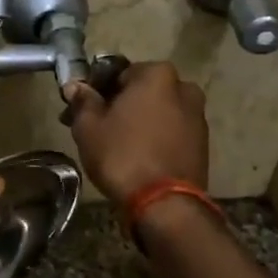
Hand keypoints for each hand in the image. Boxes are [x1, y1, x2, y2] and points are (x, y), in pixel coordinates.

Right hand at [65, 61, 209, 201]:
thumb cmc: (122, 155)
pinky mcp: (202, 143)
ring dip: (137, 121)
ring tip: (115, 144)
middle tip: (95, 126)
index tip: (81, 108)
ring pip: (157, 111)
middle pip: (141, 91)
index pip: (117, 72)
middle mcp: (183, 88)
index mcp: (157, 74)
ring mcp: (197, 116)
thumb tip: (75, 86)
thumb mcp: (89, 127)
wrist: (164, 205)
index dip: (95, 90)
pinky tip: (137, 155)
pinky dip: (154, 136)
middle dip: (119, 104)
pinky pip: (171, 131)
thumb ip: (82, 101)